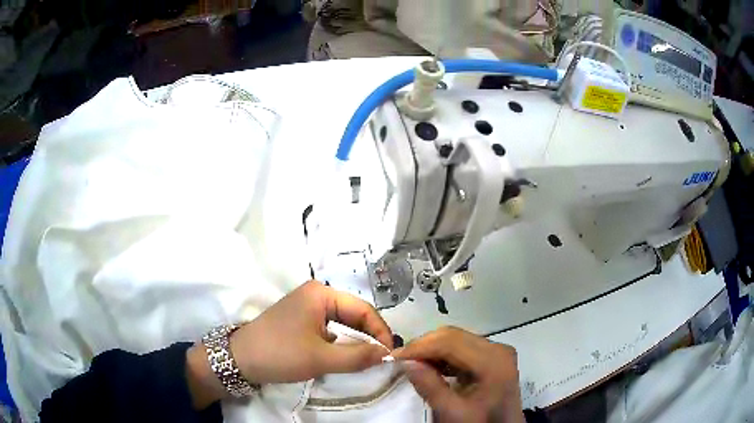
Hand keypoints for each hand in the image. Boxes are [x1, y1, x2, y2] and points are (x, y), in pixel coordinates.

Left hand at [186, 281, 391, 408]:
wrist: (239, 360)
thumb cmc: (280, 354)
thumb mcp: (321, 358)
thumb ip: (358, 356)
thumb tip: (388, 353)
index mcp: (321, 294)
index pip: (363, 309)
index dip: (380, 332)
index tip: (391, 355)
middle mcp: (316, 294)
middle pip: (354, 315)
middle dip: (369, 337)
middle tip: (382, 360)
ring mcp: (307, 307)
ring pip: (342, 324)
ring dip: (355, 342)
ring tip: (367, 361)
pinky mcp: (300, 320)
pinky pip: (329, 330)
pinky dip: (340, 343)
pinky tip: (345, 358)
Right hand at [392, 326, 523, 422]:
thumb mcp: (451, 412)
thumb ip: (429, 386)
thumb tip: (406, 362)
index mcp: (493, 361)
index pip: (450, 342)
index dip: (420, 347)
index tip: (394, 357)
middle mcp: (498, 348)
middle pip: (454, 336)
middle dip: (424, 345)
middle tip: (400, 360)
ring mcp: (497, 351)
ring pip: (457, 339)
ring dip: (432, 349)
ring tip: (412, 363)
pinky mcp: (493, 357)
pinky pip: (463, 347)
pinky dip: (444, 355)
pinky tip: (431, 367)